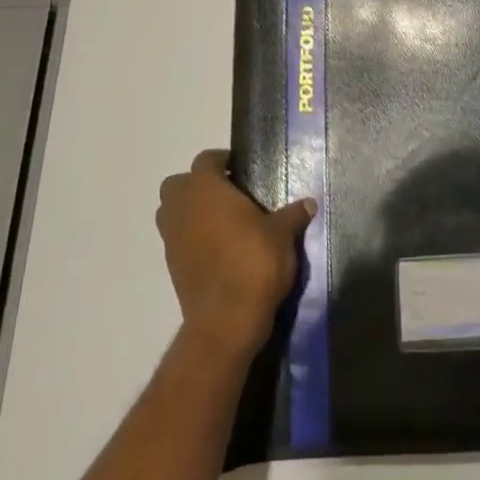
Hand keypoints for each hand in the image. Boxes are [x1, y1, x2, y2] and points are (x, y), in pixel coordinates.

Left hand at [156, 150, 314, 357]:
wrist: (226, 319)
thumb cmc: (254, 263)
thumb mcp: (283, 235)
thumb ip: (293, 215)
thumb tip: (309, 203)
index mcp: (206, 190)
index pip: (205, 160)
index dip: (222, 160)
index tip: (241, 168)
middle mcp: (182, 209)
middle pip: (178, 184)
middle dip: (198, 184)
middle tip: (229, 193)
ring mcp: (172, 239)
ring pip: (171, 212)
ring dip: (190, 210)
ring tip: (222, 220)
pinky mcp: (172, 265)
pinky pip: (177, 239)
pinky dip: (191, 237)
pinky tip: (219, 248)